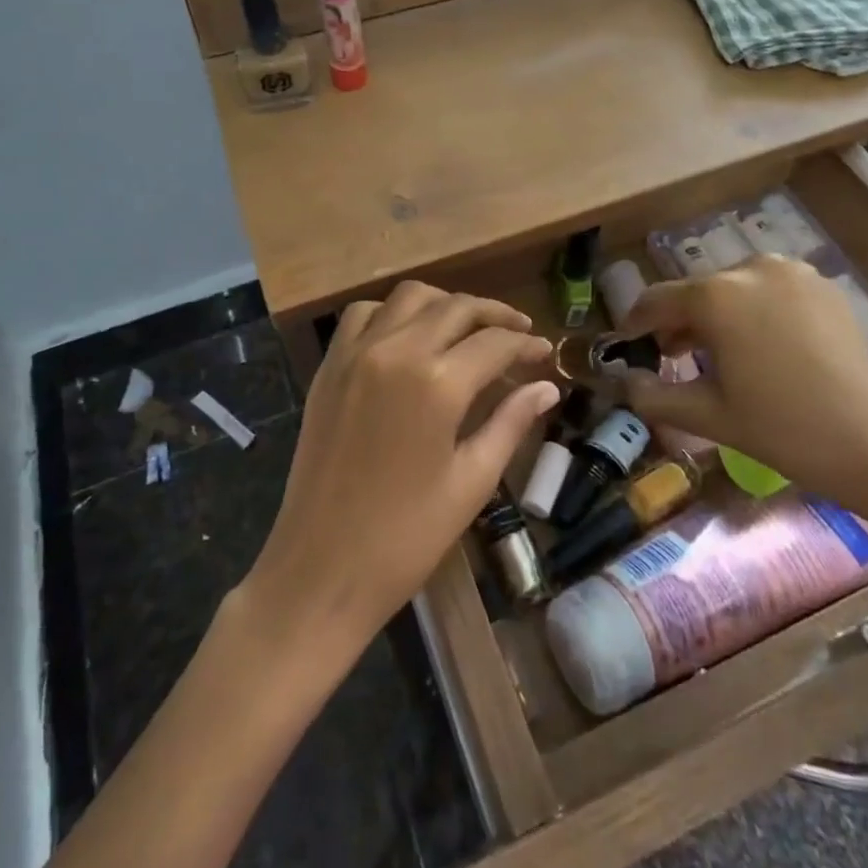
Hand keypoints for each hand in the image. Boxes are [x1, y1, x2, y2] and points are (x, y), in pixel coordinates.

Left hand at [246, 282, 558, 640]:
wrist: (321, 569)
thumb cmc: (407, 538)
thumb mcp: (471, 481)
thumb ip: (511, 423)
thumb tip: (546, 388)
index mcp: (438, 383)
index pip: (495, 343)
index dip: (526, 344)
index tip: (544, 352)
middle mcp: (396, 351)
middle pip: (456, 308)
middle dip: (495, 315)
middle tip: (518, 333)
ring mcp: (356, 353)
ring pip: (410, 297)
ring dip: (445, 304)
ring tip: (467, 329)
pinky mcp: (329, 366)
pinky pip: (363, 314)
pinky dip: (393, 312)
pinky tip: (408, 336)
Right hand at [620, 255, 867, 504]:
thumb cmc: (783, 429)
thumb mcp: (708, 415)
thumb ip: (653, 395)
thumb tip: (623, 382)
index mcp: (716, 295)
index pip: (656, 300)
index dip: (635, 323)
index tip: (627, 345)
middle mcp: (750, 268)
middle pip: (697, 292)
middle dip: (680, 321)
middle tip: (673, 357)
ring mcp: (792, 272)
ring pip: (733, 289)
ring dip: (717, 314)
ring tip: (720, 355)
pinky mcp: (822, 285)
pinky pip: (769, 291)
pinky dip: (754, 311)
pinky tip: (762, 348)